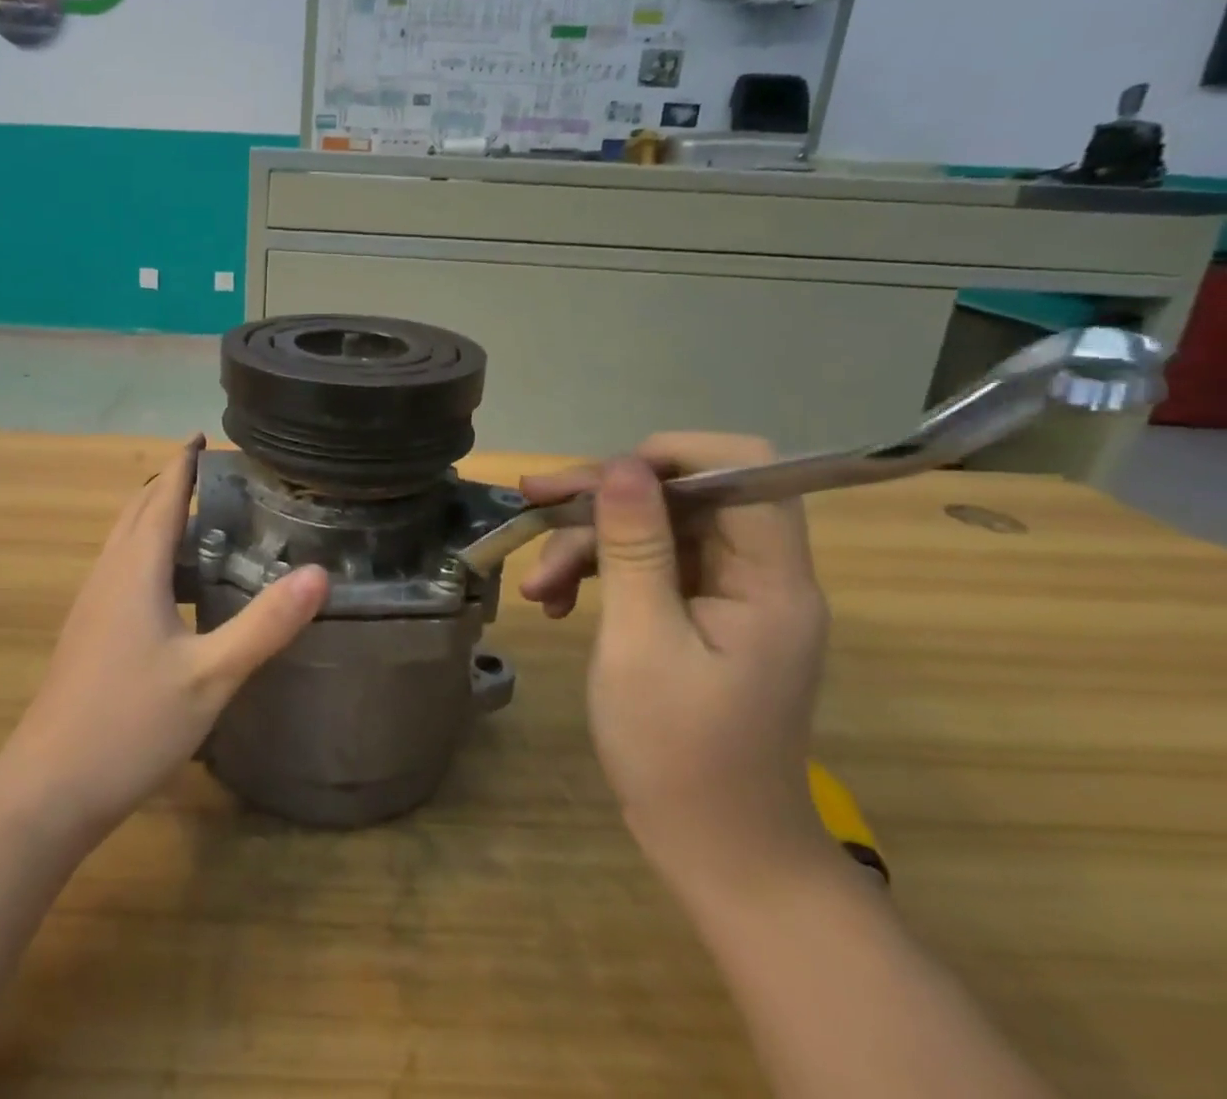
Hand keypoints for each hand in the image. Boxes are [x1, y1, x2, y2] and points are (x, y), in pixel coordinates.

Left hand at [0, 436, 328, 838]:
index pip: (162, 496)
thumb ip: (266, 624)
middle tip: (214, 472)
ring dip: (157, 516)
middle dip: (171, 483)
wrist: (48, 788)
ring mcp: (92, 603)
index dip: (184, 463)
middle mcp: (109, 574)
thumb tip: (320, 574)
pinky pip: (122, 568)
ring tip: (202, 517)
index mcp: (135, 570)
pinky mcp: (88, 631)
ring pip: (126, 541)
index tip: (204, 435)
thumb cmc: (130, 724)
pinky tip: (174, 584)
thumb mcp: (211, 676)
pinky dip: (149, 552)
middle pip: (138, 510)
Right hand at [519, 434, 837, 897]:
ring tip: (537, 585)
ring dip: (589, 543)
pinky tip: (555, 602)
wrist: (717, 852)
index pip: (746, 470)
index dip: (677, 454)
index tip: (607, 475)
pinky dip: (599, 575)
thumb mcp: (642, 641)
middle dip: (606, 500)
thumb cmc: (679, 752)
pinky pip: (648, 567)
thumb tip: (622, 465)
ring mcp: (728, 597)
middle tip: (535, 503)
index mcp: (770, 579)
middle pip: (684, 496)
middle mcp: (758, 575)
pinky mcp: (700, 617)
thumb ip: (635, 546)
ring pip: (656, 530)